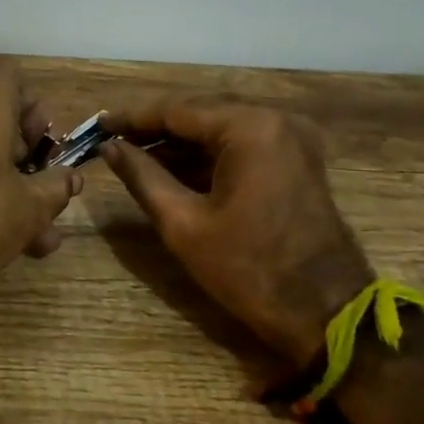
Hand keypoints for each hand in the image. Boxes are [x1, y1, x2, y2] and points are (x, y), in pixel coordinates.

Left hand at [0, 58, 83, 316]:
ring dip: (10, 187)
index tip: (44, 149)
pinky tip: (5, 241)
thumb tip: (71, 178)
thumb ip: (56, 188)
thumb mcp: (28, 208)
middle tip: (44, 193)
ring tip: (39, 237)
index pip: (11, 76)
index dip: (34, 109)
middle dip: (28, 158)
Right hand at [101, 95, 372, 367]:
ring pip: (219, 130)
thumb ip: (142, 176)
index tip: (97, 125)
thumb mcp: (183, 223)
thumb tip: (110, 148)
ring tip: (133, 157)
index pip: (177, 110)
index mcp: (250, 128)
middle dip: (154, 129)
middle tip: (111, 142)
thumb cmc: (248, 270)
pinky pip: (241, 146)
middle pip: (200, 114)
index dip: (132, 118)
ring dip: (179, 144)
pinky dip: (206, 156)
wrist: (326, 313)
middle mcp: (275, 120)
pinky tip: (172, 169)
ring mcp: (291, 139)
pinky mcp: (296, 160)